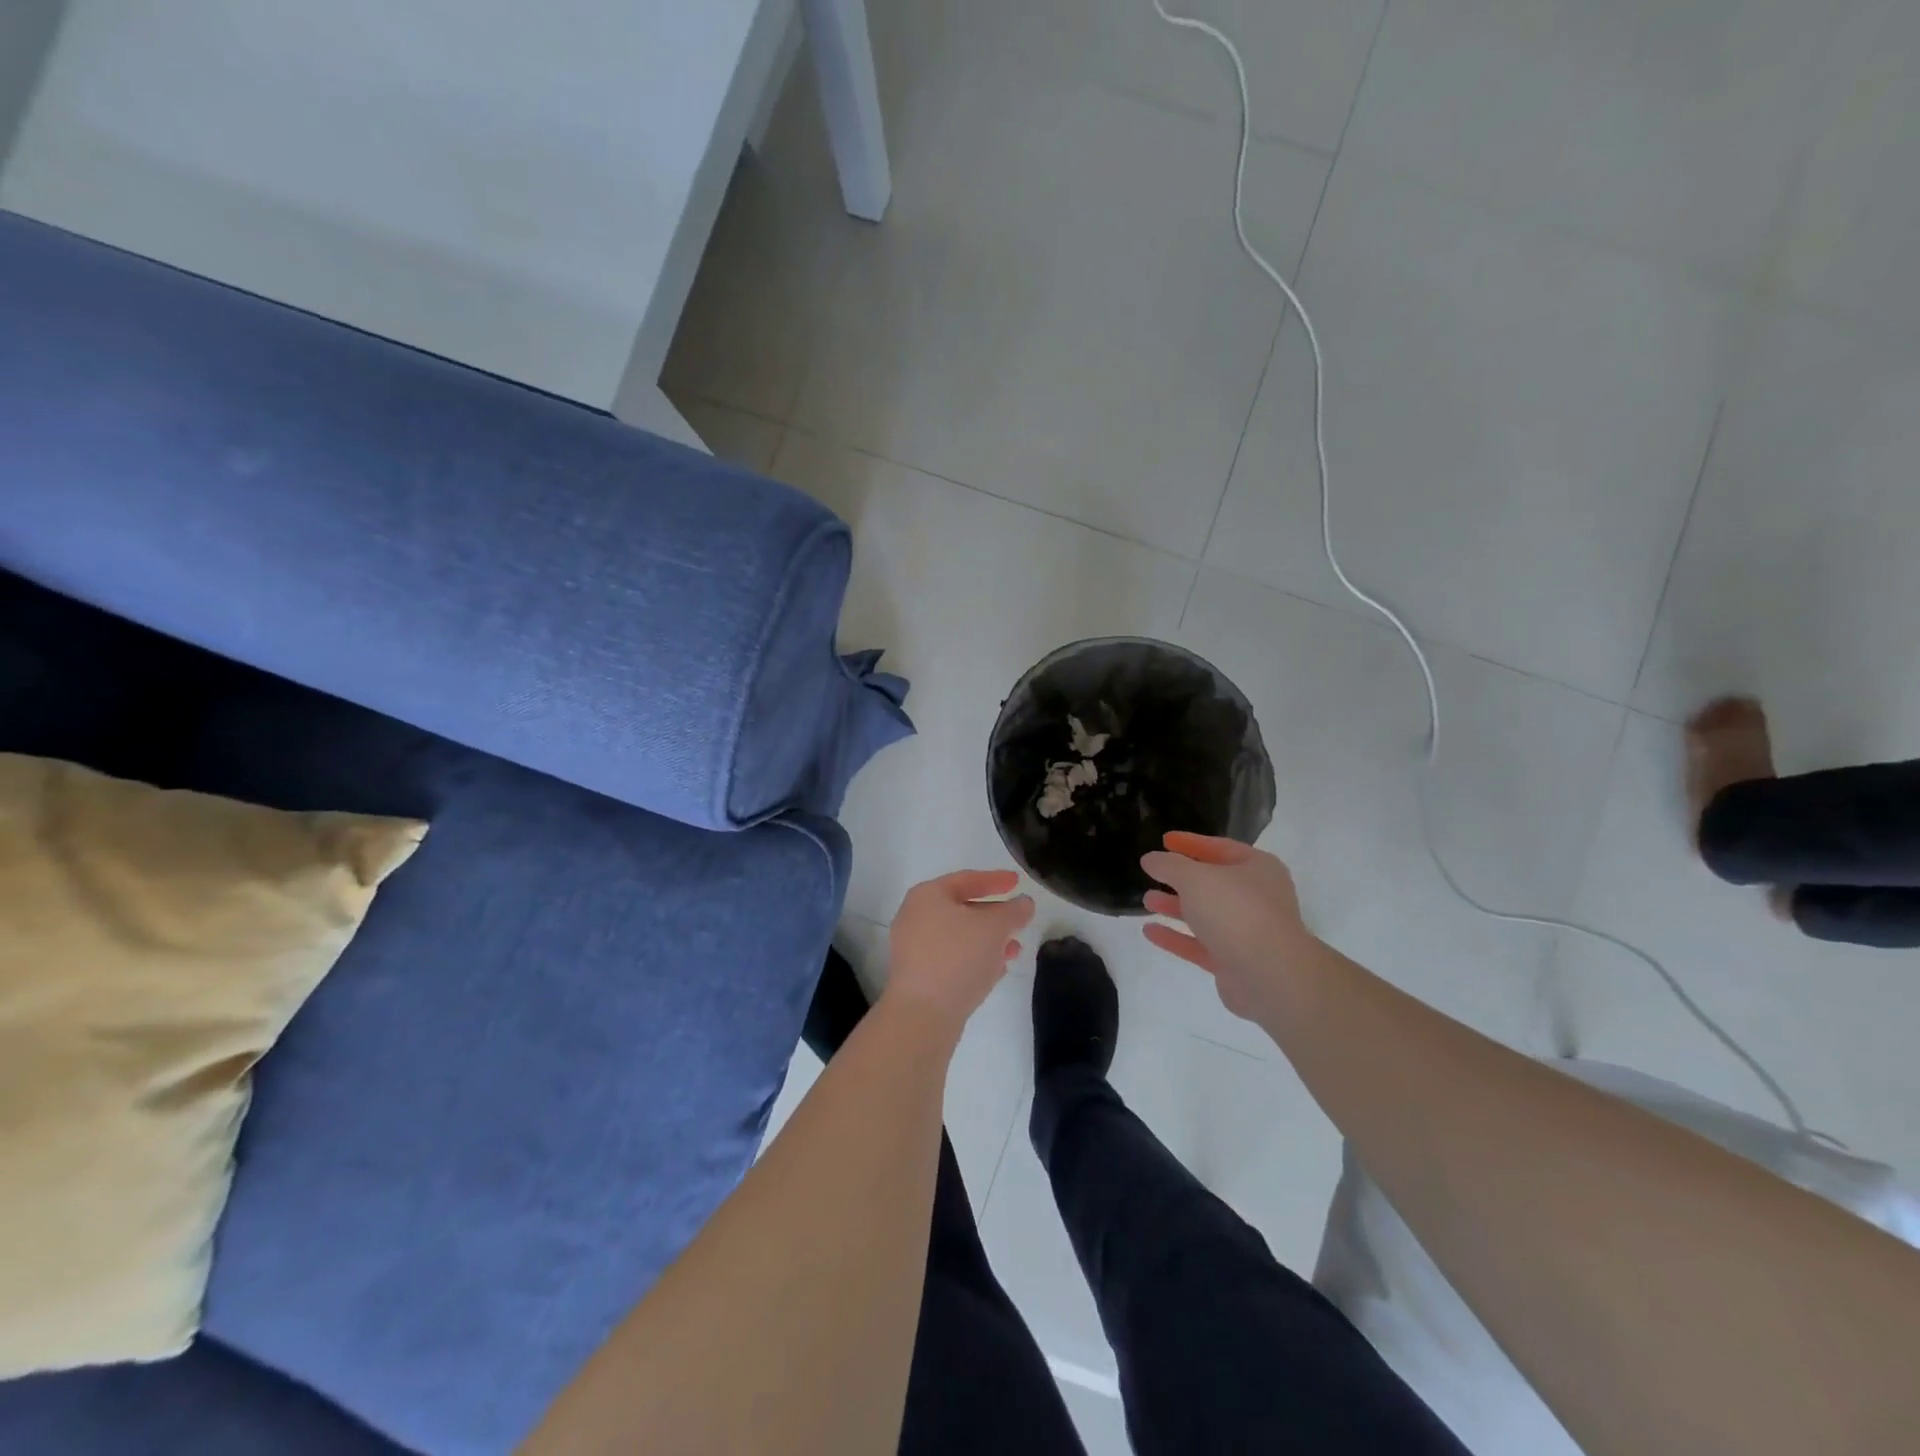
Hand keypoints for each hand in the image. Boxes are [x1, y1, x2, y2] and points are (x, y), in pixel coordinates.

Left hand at [884, 870, 1035, 1031]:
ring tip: (1015, 949)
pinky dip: (975, 958)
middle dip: (994, 915)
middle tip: (1019, 919)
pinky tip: (997, 970)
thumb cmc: (958, 957)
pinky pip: (952, 958)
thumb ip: (1014, 911)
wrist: (923, 1014)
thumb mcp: (995, 928)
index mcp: (927, 896)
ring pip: (959, 936)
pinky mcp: (918, 976)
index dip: (995, 880)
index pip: (966, 879)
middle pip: (962, 908)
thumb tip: (1024, 904)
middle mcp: (915, 917)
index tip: (1017, 882)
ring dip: (988, 940)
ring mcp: (914, 948)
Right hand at [1140, 832, 1312, 1023]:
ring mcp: (1246, 932)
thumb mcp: (1195, 877)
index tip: (1165, 840)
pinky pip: (1200, 944)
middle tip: (1153, 872)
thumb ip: (1169, 865)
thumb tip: (1151, 859)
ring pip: (1206, 914)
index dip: (1191, 843)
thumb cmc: (1235, 911)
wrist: (1269, 975)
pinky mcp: (1234, 962)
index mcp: (1257, 868)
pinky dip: (1176, 937)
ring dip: (1176, 907)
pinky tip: (1149, 931)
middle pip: (1213, 883)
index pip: (1220, 847)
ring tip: (1147, 900)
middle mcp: (1256, 897)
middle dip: (1181, 878)